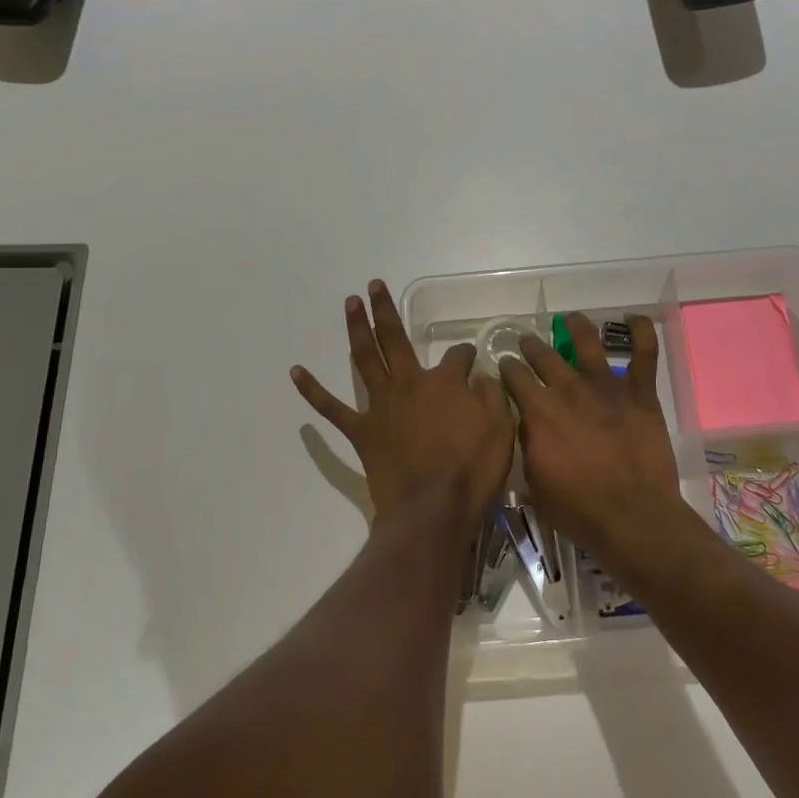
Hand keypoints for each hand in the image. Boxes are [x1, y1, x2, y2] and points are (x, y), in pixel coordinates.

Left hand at [292, 281, 514, 530]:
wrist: (433, 511)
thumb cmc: (473, 472)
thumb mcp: (502, 430)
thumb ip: (492, 397)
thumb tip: (482, 377)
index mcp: (446, 383)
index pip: (457, 356)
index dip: (466, 355)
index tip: (471, 361)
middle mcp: (410, 383)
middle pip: (395, 337)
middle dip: (384, 310)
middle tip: (373, 286)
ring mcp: (381, 406)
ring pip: (365, 358)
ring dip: (356, 328)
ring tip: (349, 304)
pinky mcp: (361, 431)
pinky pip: (332, 408)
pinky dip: (313, 390)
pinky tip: (296, 372)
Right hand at [498, 313, 681, 556]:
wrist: (631, 516)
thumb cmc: (577, 509)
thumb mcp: (534, 482)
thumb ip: (528, 445)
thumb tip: (526, 423)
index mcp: (539, 412)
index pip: (514, 377)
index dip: (505, 368)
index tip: (503, 365)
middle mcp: (569, 390)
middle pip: (544, 356)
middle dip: (531, 346)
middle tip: (527, 341)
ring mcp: (607, 388)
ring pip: (588, 344)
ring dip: (576, 327)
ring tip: (570, 319)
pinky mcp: (640, 395)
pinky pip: (644, 354)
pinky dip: (641, 332)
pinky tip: (634, 318)